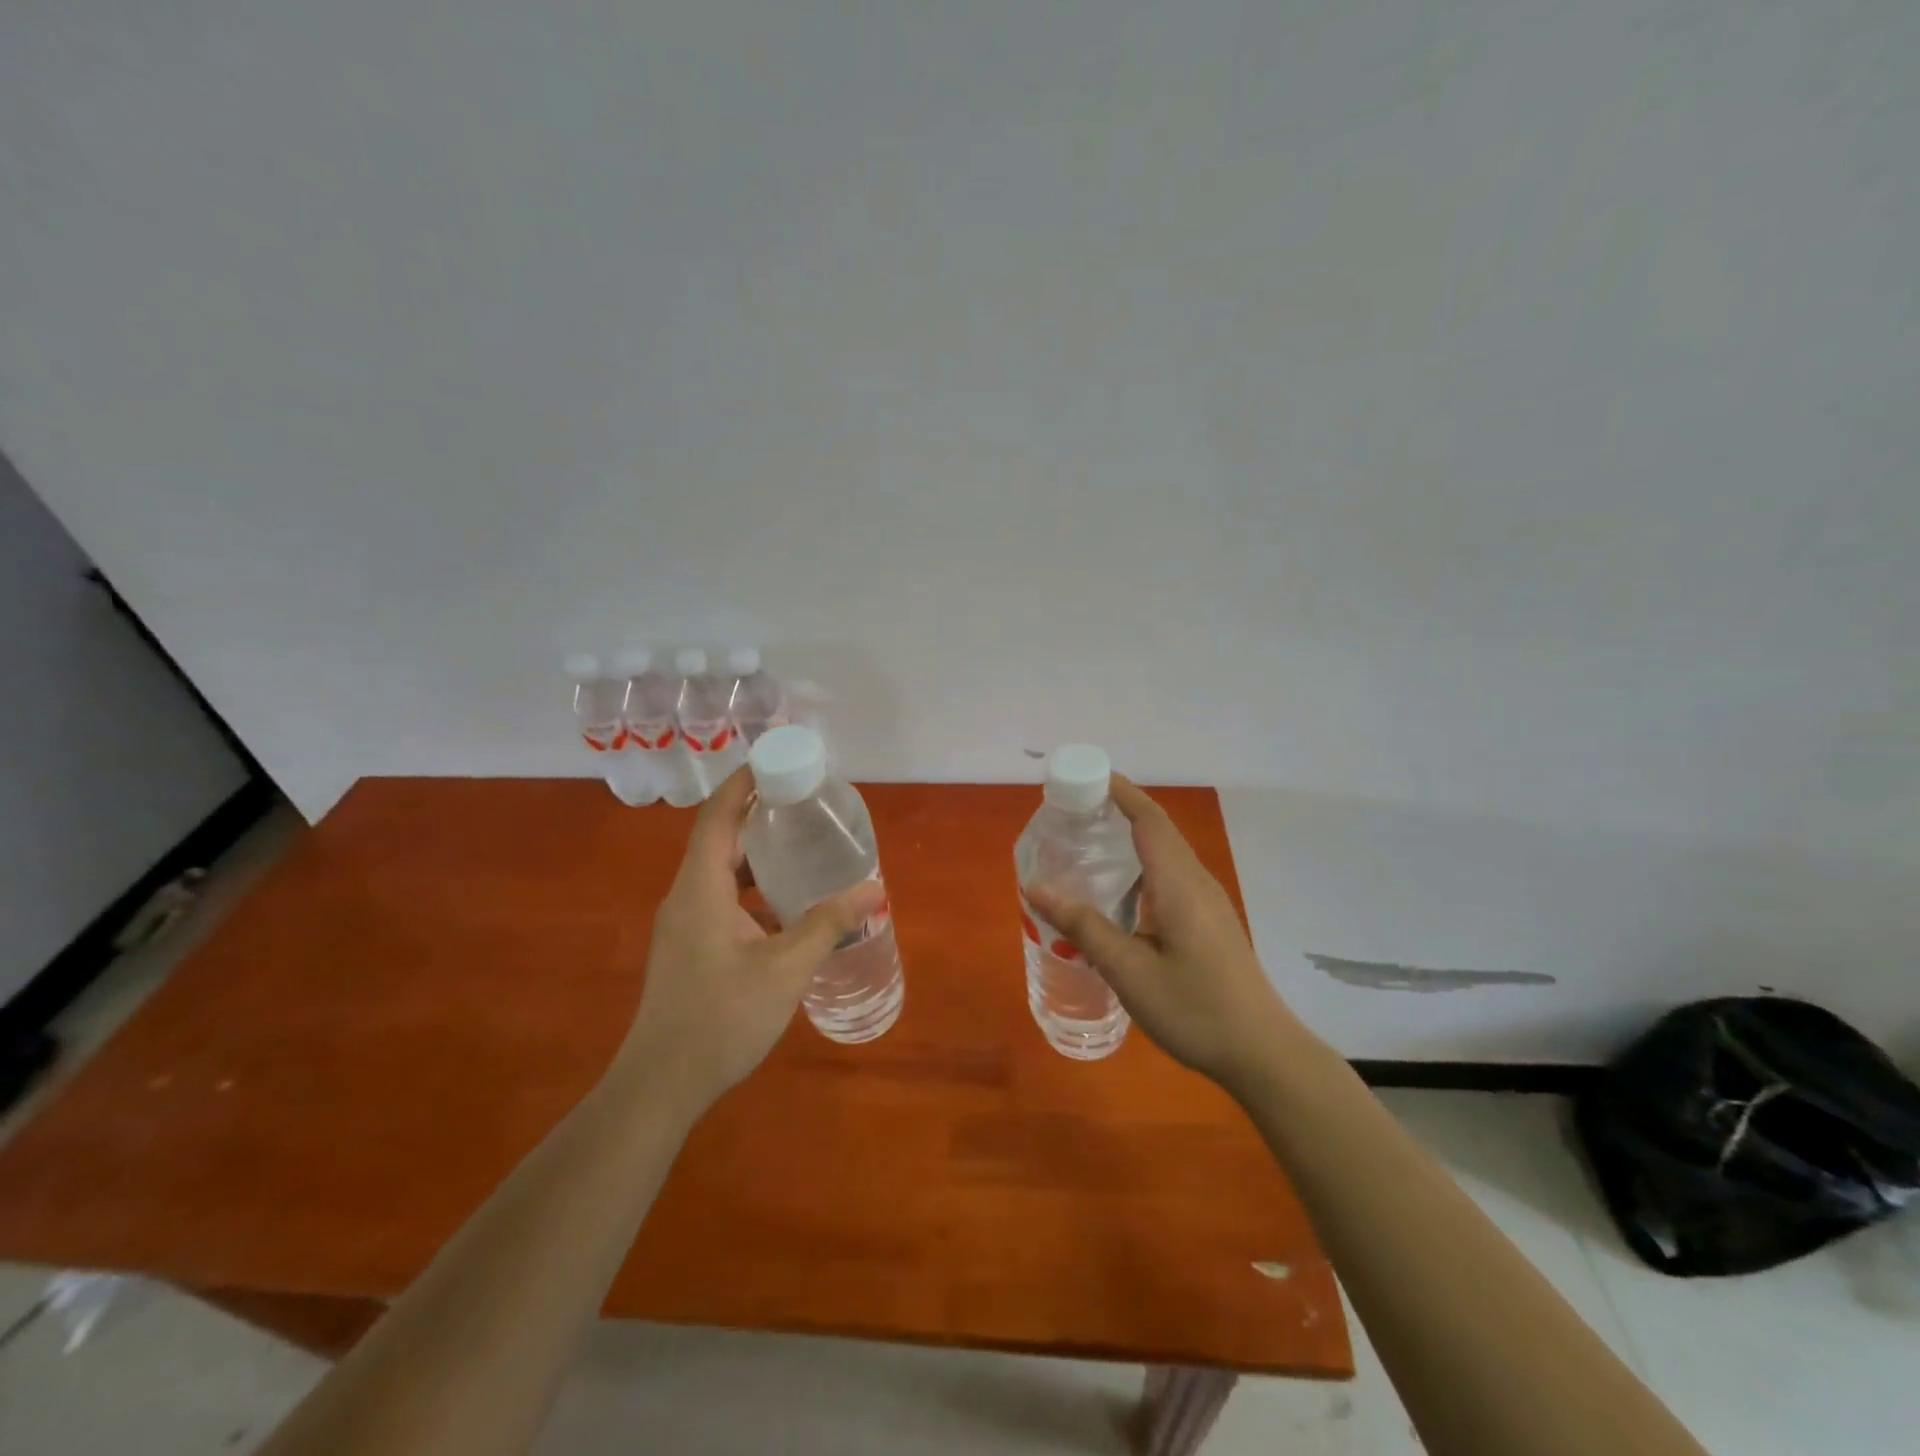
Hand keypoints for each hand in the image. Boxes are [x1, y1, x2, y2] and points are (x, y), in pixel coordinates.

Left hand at [615, 768, 884, 1112]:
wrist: (661, 1086)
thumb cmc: (721, 1019)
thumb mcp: (785, 968)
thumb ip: (829, 924)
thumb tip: (874, 889)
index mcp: (700, 888)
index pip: (718, 816)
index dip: (744, 782)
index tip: (778, 759)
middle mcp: (686, 896)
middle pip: (719, 837)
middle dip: (757, 812)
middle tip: (802, 800)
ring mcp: (683, 924)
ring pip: (719, 870)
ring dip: (755, 851)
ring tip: (800, 843)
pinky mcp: (689, 947)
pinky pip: (720, 897)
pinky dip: (751, 885)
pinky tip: (785, 903)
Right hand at [1025, 775, 1298, 1093]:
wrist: (1264, 1054)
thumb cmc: (1195, 1009)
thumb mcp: (1129, 971)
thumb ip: (1084, 927)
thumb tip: (1036, 888)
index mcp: (1179, 884)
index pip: (1149, 820)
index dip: (1120, 791)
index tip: (1085, 776)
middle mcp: (1197, 883)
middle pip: (1158, 830)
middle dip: (1119, 810)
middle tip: (1074, 813)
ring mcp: (1208, 903)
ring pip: (1166, 855)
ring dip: (1131, 839)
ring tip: (1090, 847)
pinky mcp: (1211, 923)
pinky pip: (1172, 877)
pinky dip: (1142, 868)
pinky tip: (1120, 896)